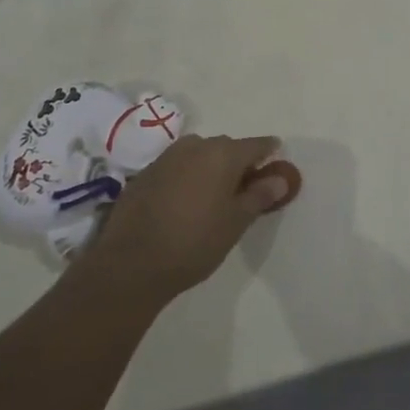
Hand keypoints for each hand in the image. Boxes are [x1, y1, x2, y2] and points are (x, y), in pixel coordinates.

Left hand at [88, 135, 299, 302]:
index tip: (275, 162)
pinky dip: (186, 178)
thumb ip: (260, 195)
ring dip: (209, 169)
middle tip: (244, 189)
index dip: (268, 153)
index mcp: (222, 154)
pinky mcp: (144, 174)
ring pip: (198, 155)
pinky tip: (183, 204)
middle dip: (237, 163)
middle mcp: (195, 146)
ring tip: (213, 197)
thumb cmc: (194, 243)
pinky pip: (175, 168)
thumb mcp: (235, 223)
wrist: (129, 265)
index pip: (256, 144)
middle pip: (226, 147)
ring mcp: (166, 158)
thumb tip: (280, 177)